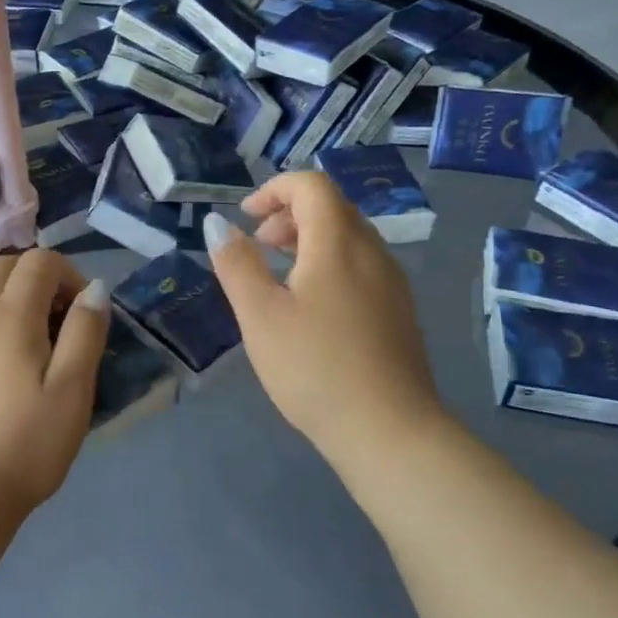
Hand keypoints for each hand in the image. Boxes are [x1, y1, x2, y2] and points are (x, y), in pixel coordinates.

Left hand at [0, 249, 108, 529]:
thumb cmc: (26, 445)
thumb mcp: (72, 391)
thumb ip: (85, 333)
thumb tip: (94, 289)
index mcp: (11, 316)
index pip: (39, 261)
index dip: (70, 274)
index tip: (85, 314)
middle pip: (7, 265)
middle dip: (41, 277)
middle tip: (63, 320)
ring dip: (15, 292)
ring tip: (38, 335)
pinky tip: (8, 355)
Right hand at [204, 173, 442, 464]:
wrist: (389, 430)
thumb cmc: (315, 368)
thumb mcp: (260, 316)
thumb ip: (236, 263)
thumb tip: (217, 223)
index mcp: (338, 243)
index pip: (312, 186)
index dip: (274, 190)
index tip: (246, 218)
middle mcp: (373, 251)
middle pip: (333, 207)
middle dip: (289, 214)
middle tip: (258, 245)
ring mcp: (392, 281)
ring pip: (349, 236)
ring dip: (310, 239)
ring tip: (279, 274)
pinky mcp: (399, 309)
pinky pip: (362, 263)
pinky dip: (330, 262)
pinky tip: (312, 305)